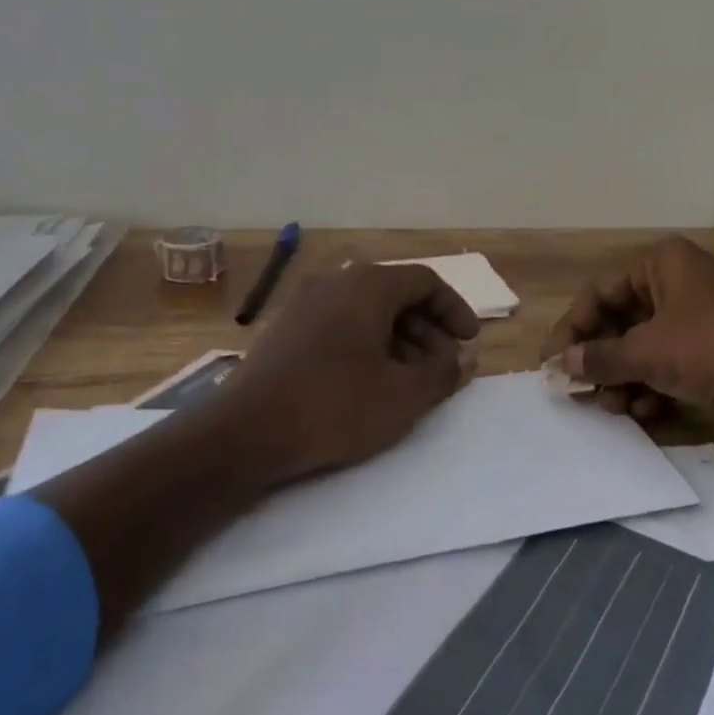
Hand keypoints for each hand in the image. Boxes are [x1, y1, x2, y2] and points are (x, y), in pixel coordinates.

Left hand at [221, 261, 481, 479]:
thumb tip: (464, 358)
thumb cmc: (335, 406)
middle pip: (397, 295)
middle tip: (443, 367)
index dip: (454, 309)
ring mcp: (306, 303)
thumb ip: (444, 372)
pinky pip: (341, 325)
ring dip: (400, 340)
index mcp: (368, 284)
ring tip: (412, 381)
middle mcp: (336, 281)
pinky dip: (368, 345)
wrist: (244, 433)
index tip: (469, 342)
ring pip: (368, 312)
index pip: (425, 281)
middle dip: (428, 330)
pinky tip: (371, 383)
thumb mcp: (403, 395)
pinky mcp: (287, 329)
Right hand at [539, 237, 713, 431]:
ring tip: (618, 410)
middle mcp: (676, 283)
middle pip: (621, 321)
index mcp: (658, 265)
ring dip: (626, 379)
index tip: (552, 366)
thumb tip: (562, 364)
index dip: (571, 329)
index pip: (597, 293)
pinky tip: (648, 413)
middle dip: (602, 361)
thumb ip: (601, 358)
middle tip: (586, 396)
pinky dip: (656, 386)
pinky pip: (672, 363)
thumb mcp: (651, 352)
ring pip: (646, 346)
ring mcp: (699, 316)